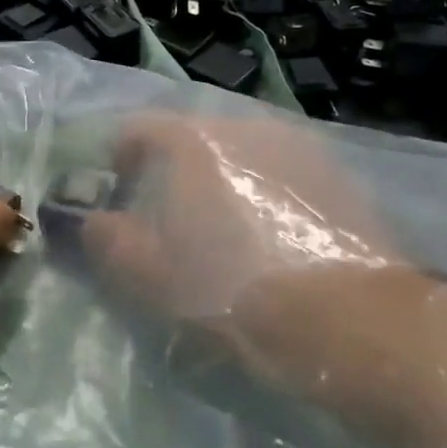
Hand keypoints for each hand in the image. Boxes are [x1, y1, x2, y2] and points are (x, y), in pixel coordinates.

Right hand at [82, 115, 446, 447]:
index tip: (116, 192)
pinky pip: (279, 172)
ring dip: (218, 182)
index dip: (118, 158)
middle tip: (165, 220)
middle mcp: (248, 127)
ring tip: (219, 232)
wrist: (354, 320)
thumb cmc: (236, 293)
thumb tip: (92, 221)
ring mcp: (298, 147)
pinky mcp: (336, 174)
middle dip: (170, 172)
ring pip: (239, 155)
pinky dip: (260, 193)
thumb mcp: (154, 278)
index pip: (139, 129)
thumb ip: (109, 242)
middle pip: (192, 138)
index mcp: (196, 142)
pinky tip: (269, 238)